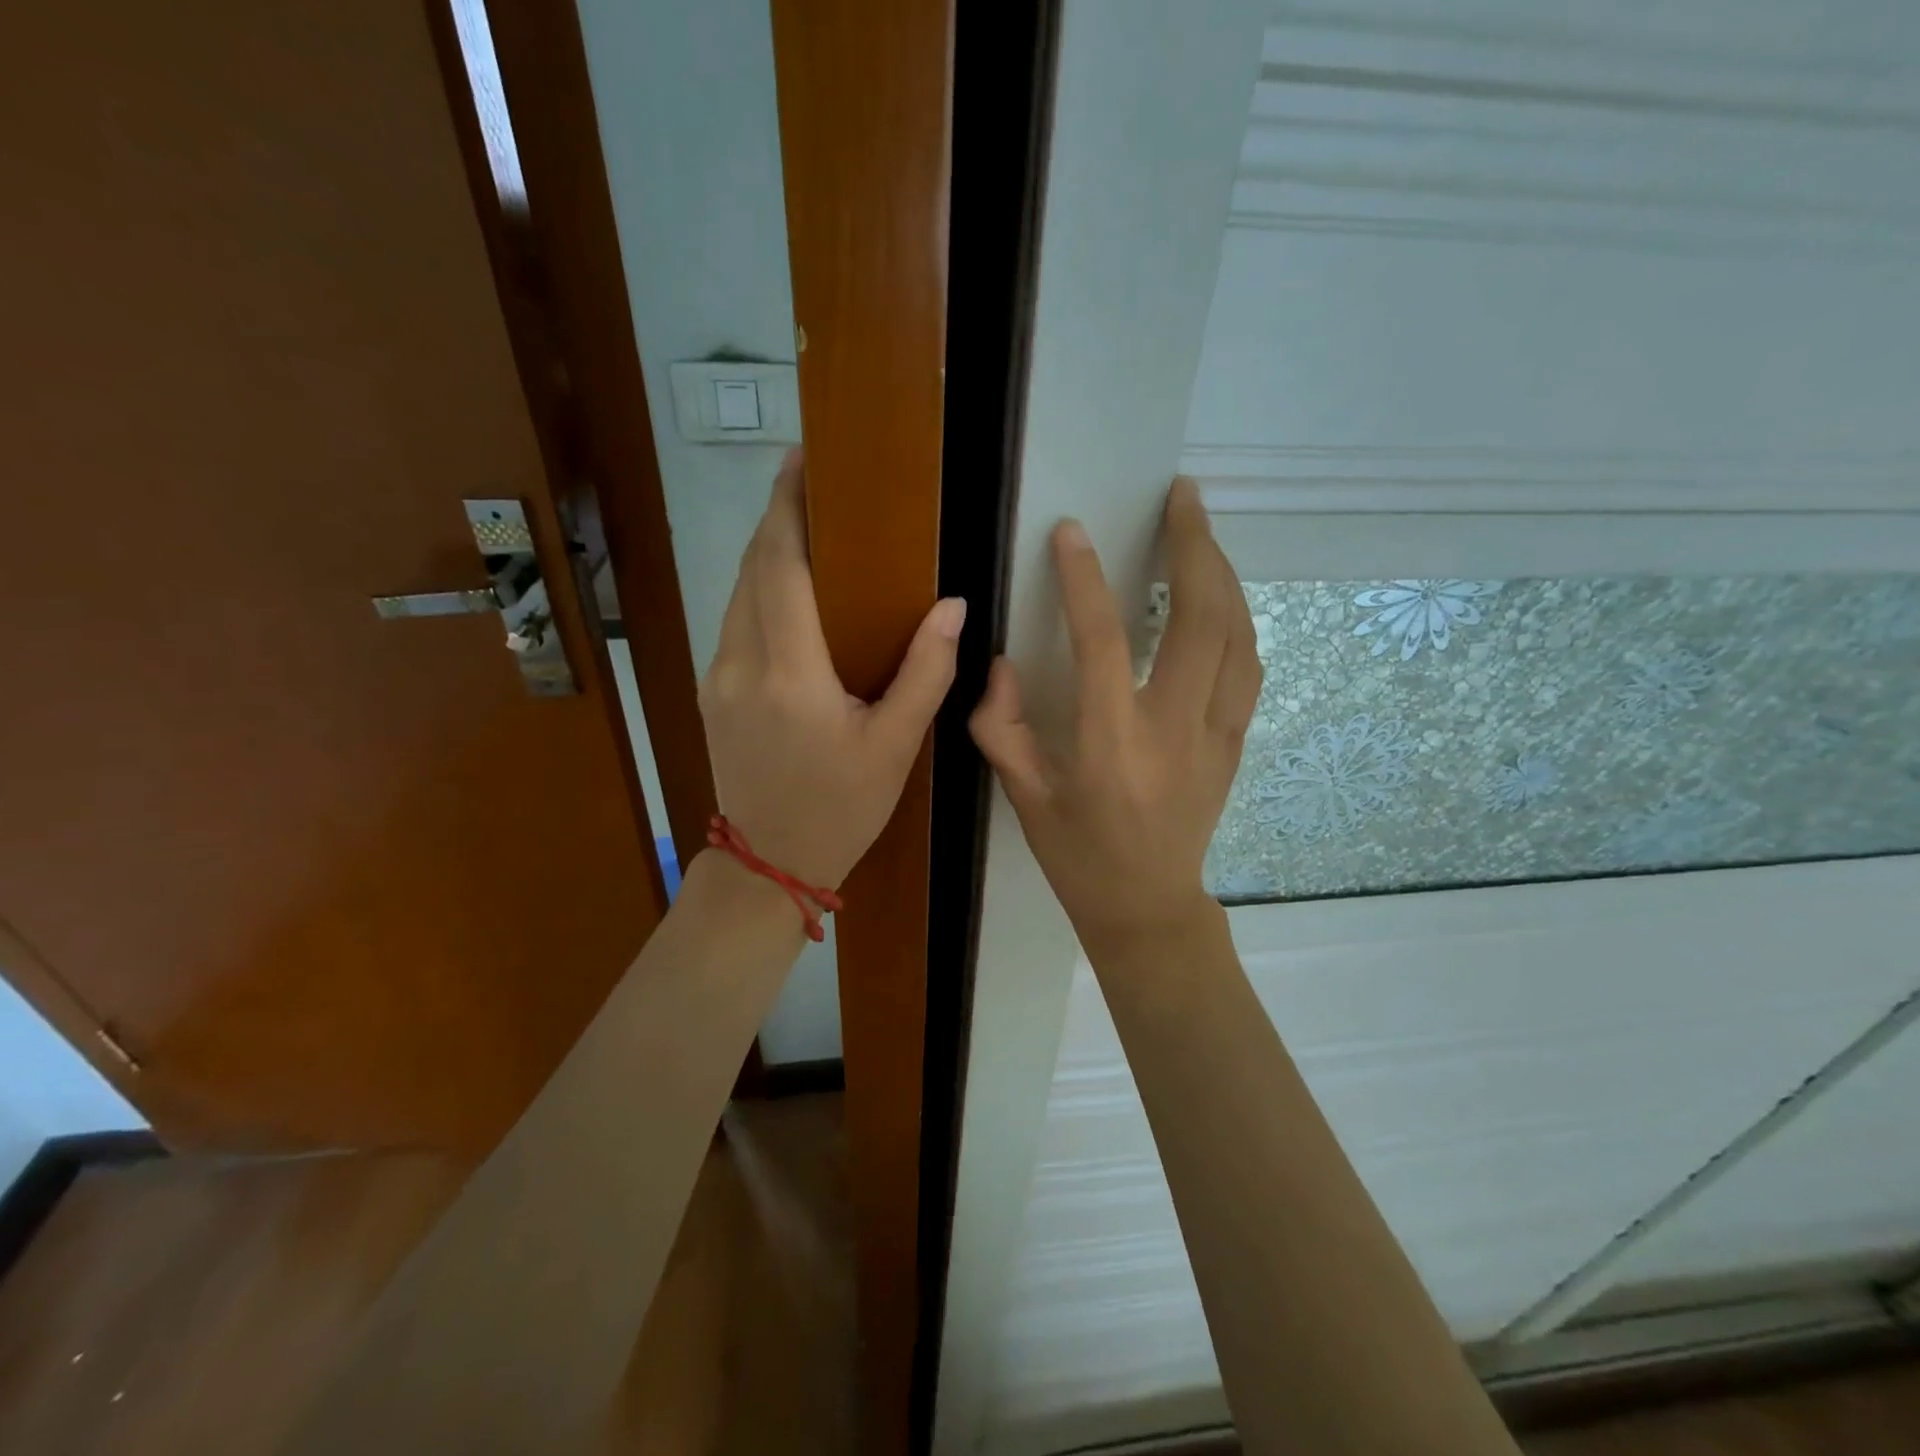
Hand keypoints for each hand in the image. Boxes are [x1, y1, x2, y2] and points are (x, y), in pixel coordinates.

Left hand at [699, 448, 964, 890]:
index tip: (802, 461)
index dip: (788, 509)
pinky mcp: (713, 693)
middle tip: (814, 484)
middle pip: (751, 568)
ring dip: (767, 553)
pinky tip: (790, 591)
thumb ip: (925, 673)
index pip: (780, 568)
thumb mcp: (895, 747)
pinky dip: (759, 589)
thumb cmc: (841, 809)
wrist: (768, 864)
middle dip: (778, 519)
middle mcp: (741, 664)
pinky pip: (734, 621)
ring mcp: (719, 678)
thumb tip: (952, 607)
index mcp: (790, 675)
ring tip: (807, 528)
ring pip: (737, 593)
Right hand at [970, 478, 1259, 951]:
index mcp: (1110, 745)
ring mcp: (1215, 734)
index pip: (1101, 643)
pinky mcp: (1235, 741)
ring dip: (1222, 573)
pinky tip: (1221, 594)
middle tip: (1182, 496)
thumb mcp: (1023, 799)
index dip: (1084, 581)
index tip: (1070, 533)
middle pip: (1201, 619)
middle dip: (1194, 546)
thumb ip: (1002, 728)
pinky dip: (1237, 617)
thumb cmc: (1078, 856)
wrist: (1148, 907)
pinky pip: (1248, 665)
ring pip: (1238, 635)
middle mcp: (1172, 729)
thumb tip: (1001, 663)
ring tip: (1200, 530)